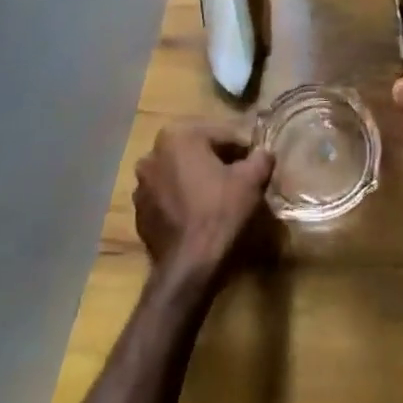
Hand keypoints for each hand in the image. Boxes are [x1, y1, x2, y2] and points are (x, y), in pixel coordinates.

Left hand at [132, 122, 274, 283]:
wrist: (189, 267)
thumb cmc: (220, 212)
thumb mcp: (252, 180)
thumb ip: (261, 157)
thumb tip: (263, 152)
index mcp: (178, 137)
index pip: (220, 135)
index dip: (241, 149)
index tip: (254, 164)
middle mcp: (152, 155)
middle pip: (196, 152)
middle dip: (217, 162)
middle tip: (239, 178)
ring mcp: (141, 186)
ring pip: (180, 174)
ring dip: (198, 180)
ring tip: (220, 198)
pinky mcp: (139, 214)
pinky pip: (168, 197)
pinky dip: (183, 200)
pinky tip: (200, 216)